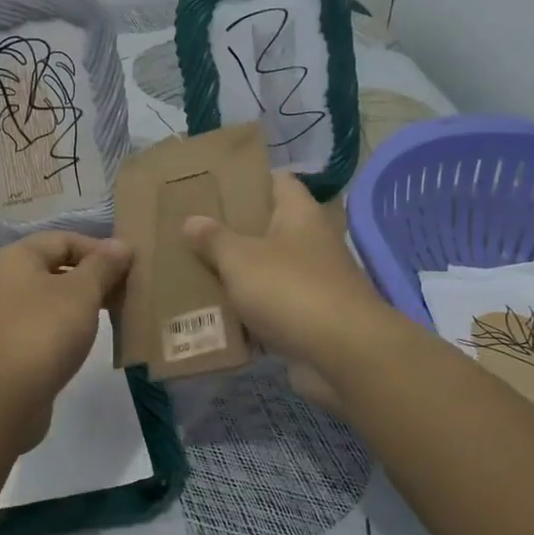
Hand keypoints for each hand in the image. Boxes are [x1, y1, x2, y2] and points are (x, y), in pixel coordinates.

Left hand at [0, 231, 132, 441]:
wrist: (1, 398)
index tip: (130, 268)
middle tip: (126, 293)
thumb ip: (103, 265)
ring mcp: (3, 315)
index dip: (100, 249)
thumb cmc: (43, 332)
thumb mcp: (82, 293)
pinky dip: (67, 328)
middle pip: (56, 267)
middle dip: (93, 277)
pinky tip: (86, 341)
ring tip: (113, 316)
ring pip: (51, 299)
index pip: (65, 239)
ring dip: (82, 304)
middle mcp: (4, 280)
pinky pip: (44, 326)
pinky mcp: (8, 347)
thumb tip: (120, 244)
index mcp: (17, 257)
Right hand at [182, 171, 394, 412]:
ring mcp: (312, 283)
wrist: (343, 354)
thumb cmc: (291, 290)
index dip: (247, 180)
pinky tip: (213, 315)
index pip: (277, 182)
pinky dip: (246, 313)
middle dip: (231, 232)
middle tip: (190, 232)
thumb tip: (192, 220)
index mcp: (300, 215)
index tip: (212, 186)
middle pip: (268, 229)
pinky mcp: (308, 320)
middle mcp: (310, 243)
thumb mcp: (241, 259)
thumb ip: (214, 239)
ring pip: (266, 271)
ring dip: (236, 276)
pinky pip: (269, 309)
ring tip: (192, 272)